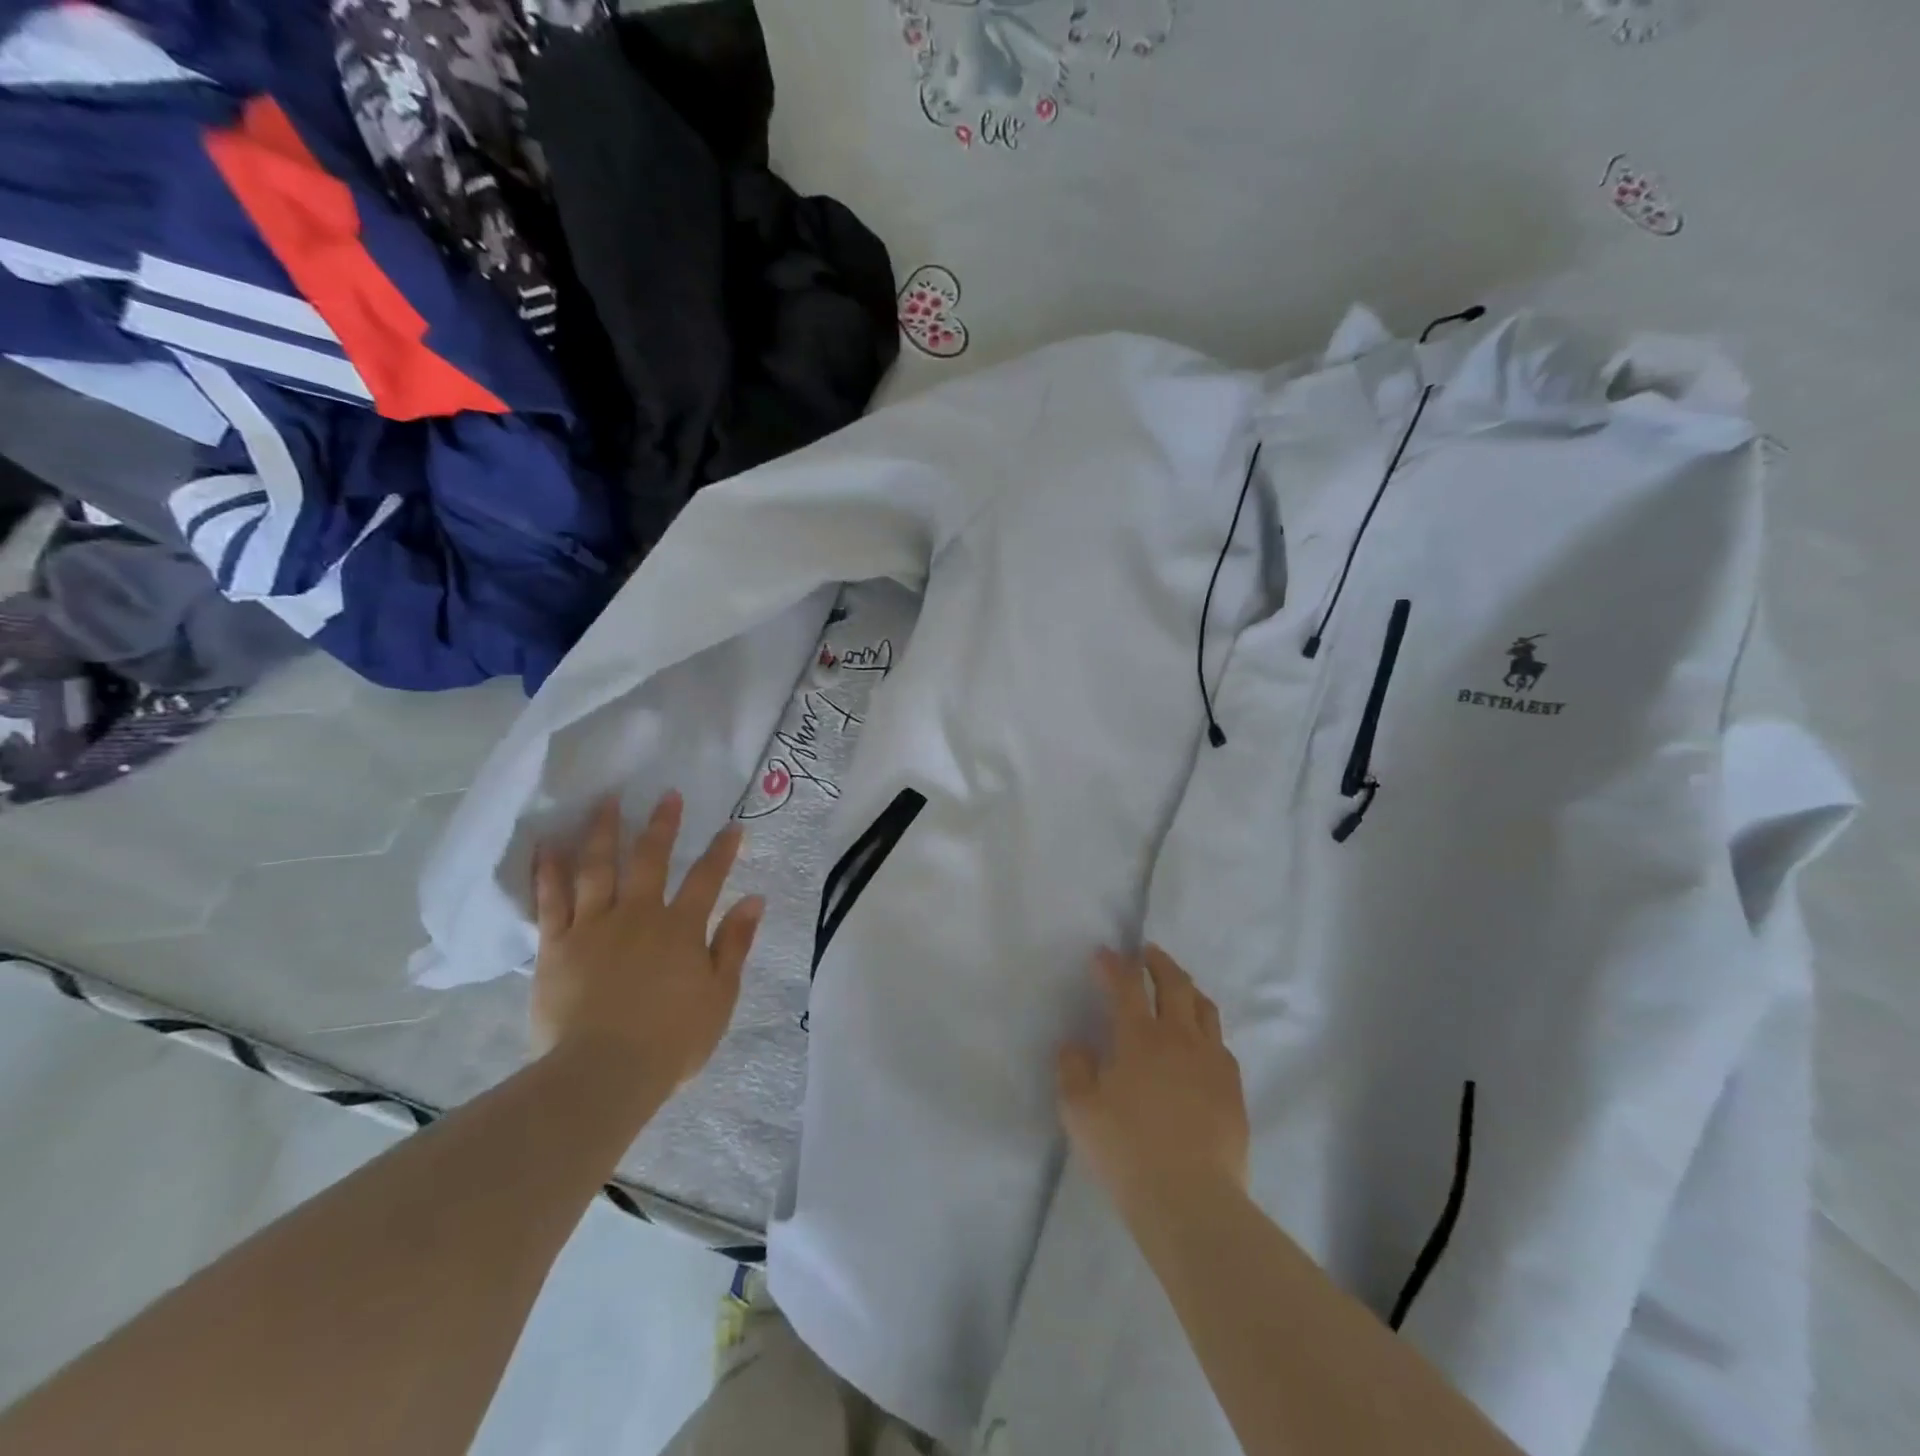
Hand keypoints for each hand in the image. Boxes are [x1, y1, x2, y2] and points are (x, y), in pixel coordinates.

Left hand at [531, 793, 763, 1094]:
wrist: (603, 1074)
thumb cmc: (671, 1040)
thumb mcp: (720, 995)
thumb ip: (735, 943)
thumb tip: (754, 899)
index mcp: (681, 928)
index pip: (707, 878)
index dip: (722, 851)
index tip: (732, 826)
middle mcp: (638, 915)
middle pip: (650, 860)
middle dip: (662, 825)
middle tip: (667, 795)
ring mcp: (593, 927)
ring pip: (598, 868)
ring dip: (603, 832)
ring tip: (605, 802)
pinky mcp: (556, 946)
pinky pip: (550, 901)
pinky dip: (548, 871)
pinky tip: (547, 845)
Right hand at [1057, 945, 1249, 1222]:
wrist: (1191, 1201)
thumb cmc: (1126, 1151)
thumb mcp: (1079, 1111)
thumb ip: (1072, 1069)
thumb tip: (1075, 1044)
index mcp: (1139, 1037)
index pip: (1126, 985)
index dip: (1113, 964)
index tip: (1104, 953)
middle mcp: (1179, 1037)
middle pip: (1174, 983)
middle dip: (1158, 962)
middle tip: (1147, 953)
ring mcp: (1212, 1061)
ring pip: (1204, 1008)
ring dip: (1187, 988)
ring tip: (1178, 986)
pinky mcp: (1233, 1088)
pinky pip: (1221, 1043)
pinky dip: (1206, 1029)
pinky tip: (1201, 1041)